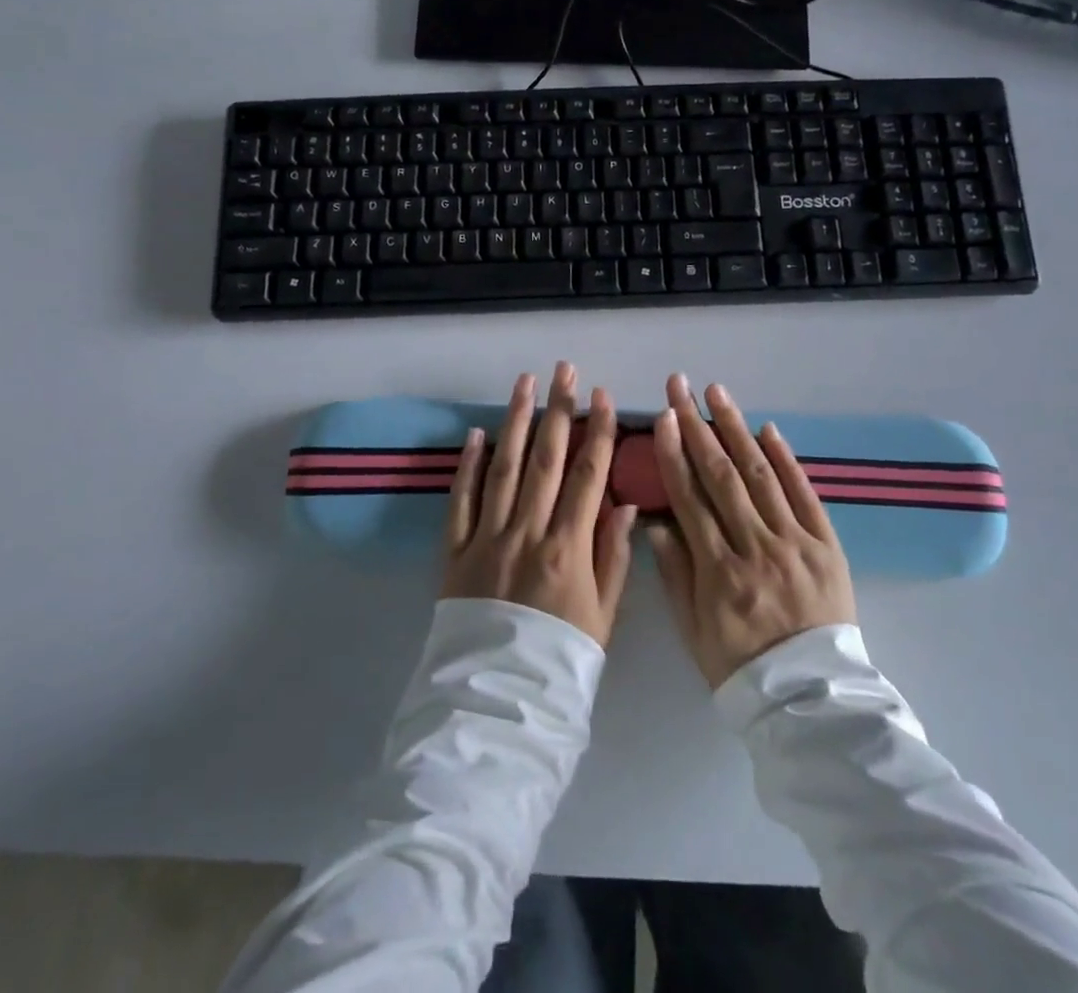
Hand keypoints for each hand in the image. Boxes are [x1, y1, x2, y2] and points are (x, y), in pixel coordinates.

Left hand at [442, 363, 638, 646]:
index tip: (603, 395)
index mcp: (568, 549)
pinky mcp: (454, 552)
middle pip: (546, 460)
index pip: (588, 476)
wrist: (497, 706)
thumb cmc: (560, 662)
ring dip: (516, 422)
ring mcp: (486, 539)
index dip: (598, 432)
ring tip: (525, 383)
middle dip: (558, 410)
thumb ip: (612, 557)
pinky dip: (468, 465)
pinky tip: (477, 433)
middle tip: (564, 370)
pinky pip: (461, 500)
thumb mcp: (603, 618)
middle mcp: (527, 533)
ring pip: (504, 468)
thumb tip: (622, 502)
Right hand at [645, 374, 857, 687]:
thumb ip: (674, 572)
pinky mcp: (827, 545)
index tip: (664, 418)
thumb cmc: (741, 666)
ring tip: (717, 392)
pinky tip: (768, 429)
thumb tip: (655, 520)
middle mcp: (756, 547)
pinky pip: (805, 494)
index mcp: (719, 571)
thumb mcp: (693, 630)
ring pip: (761, 475)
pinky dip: (785, 459)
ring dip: (736, 428)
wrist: (812, 699)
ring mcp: (795, 543)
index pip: (690, 499)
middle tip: (680, 386)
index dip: (674, 454)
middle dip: (698, 425)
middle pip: (722, 475)